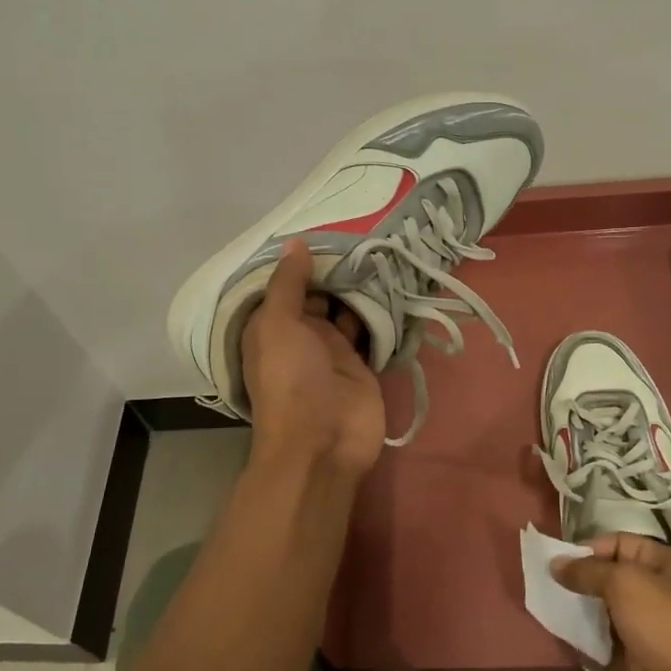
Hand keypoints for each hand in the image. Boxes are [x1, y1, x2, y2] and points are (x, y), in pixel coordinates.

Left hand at [241, 240, 385, 490]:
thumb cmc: (291, 380)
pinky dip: (381, 312)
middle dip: (339, 270)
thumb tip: (295, 243)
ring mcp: (334, 349)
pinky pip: (372, 329)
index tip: (330, 228)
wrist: (323, 442)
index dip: (305, 260)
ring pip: (349, 309)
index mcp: (274, 325)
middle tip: (367, 234)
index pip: (288, 284)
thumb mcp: (278, 325)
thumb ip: (288, 284)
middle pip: (322, 293)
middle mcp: (303, 333)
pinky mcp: (362, 363)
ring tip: (385, 250)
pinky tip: (396, 283)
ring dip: (363, 288)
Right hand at [554, 534, 670, 670]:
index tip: (562, 562)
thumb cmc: (662, 624)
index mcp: (666, 564)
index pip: (621, 543)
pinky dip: (588, 644)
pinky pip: (606, 646)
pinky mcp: (639, 662)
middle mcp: (660, 593)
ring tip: (553, 610)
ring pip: (607, 613)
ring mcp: (649, 630)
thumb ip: (586, 571)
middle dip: (582, 581)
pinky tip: (565, 639)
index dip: (591, 549)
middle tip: (551, 586)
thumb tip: (555, 563)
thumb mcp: (622, 583)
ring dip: (582, 613)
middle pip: (612, 578)